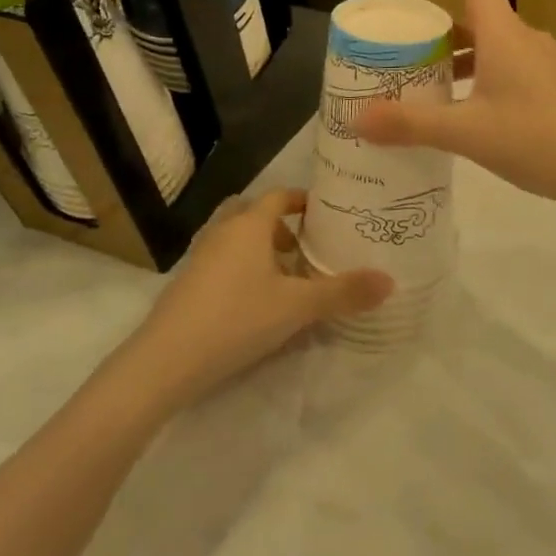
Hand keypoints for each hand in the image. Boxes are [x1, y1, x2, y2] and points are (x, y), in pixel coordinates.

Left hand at [121, 190, 391, 408]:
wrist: (166, 359)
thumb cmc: (236, 319)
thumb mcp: (296, 307)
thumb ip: (343, 293)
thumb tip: (390, 281)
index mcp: (249, 224)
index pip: (279, 195)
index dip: (302, 200)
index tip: (325, 212)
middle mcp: (222, 231)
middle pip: (252, 211)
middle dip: (279, 223)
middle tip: (303, 245)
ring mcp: (200, 256)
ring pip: (234, 237)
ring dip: (258, 246)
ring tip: (283, 275)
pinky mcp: (187, 282)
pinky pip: (221, 259)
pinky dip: (240, 267)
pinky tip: (254, 300)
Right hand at [356, 0, 555, 203]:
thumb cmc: (533, 138)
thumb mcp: (465, 132)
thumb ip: (412, 124)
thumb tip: (359, 119)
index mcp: (504, 36)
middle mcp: (526, 41)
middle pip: (481, 19)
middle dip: (445, 28)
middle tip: (411, 44)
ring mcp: (545, 65)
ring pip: (496, 46)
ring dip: (464, 56)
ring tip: (433, 81)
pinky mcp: (554, 88)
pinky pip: (511, 67)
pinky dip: (484, 75)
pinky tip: (469, 110)